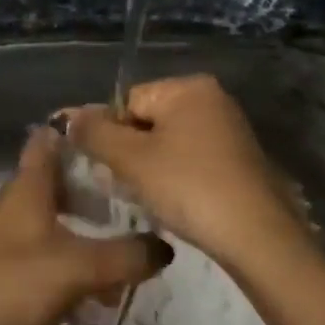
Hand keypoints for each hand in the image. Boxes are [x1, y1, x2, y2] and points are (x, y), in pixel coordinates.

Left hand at [0, 127, 173, 324]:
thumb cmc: (14, 281)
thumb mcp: (79, 268)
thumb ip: (125, 256)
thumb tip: (165, 247)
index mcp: (30, 185)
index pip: (52, 138)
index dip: (81, 132)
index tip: (115, 137)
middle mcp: (16, 200)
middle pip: (58, 179)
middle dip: (94, 186)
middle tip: (130, 197)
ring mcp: (6, 231)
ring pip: (53, 215)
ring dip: (84, 225)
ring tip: (120, 246)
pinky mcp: (2, 262)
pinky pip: (44, 246)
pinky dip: (69, 254)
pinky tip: (91, 284)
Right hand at [60, 75, 305, 273]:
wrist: (258, 237)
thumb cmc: (189, 187)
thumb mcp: (132, 160)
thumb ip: (95, 134)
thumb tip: (66, 117)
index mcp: (188, 87)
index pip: (128, 101)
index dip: (112, 135)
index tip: (112, 170)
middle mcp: (212, 98)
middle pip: (148, 120)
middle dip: (132, 152)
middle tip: (130, 186)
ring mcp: (230, 128)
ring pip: (169, 142)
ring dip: (153, 168)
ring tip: (153, 198)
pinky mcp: (240, 158)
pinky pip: (193, 158)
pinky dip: (178, 177)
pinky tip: (178, 202)